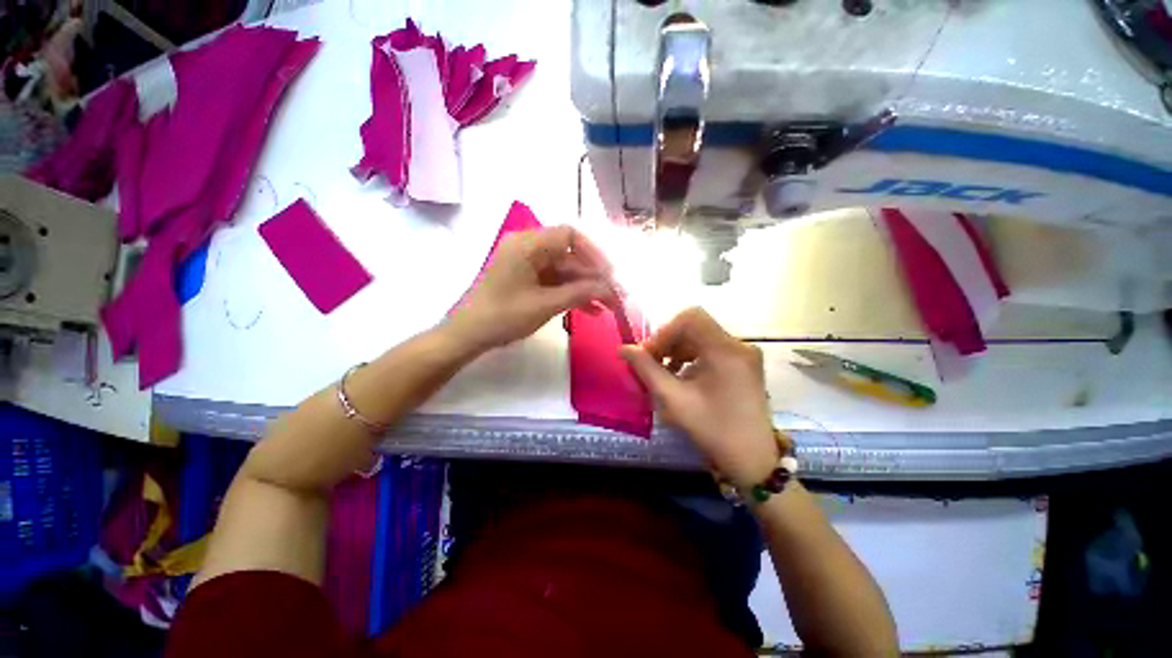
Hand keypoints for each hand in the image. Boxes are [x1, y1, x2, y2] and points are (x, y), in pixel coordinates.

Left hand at [447, 226, 615, 351]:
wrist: (469, 335)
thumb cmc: (504, 316)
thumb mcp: (546, 304)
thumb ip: (580, 292)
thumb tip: (610, 287)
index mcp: (528, 244)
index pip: (569, 235)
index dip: (593, 253)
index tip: (609, 274)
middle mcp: (528, 247)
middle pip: (570, 255)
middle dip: (593, 277)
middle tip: (614, 296)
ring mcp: (528, 264)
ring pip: (565, 271)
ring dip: (585, 287)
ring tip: (607, 306)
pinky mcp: (528, 278)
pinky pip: (555, 281)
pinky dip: (571, 293)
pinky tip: (591, 310)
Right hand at [621, 308, 778, 484]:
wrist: (753, 461)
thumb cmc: (713, 430)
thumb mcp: (674, 400)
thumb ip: (646, 370)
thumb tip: (623, 348)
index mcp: (726, 350)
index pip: (691, 318)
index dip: (664, 332)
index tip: (649, 355)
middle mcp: (739, 345)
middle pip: (696, 326)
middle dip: (669, 341)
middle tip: (652, 364)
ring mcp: (744, 355)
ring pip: (702, 337)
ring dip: (678, 350)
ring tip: (665, 373)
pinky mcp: (744, 365)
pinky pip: (712, 349)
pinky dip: (692, 357)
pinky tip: (682, 377)